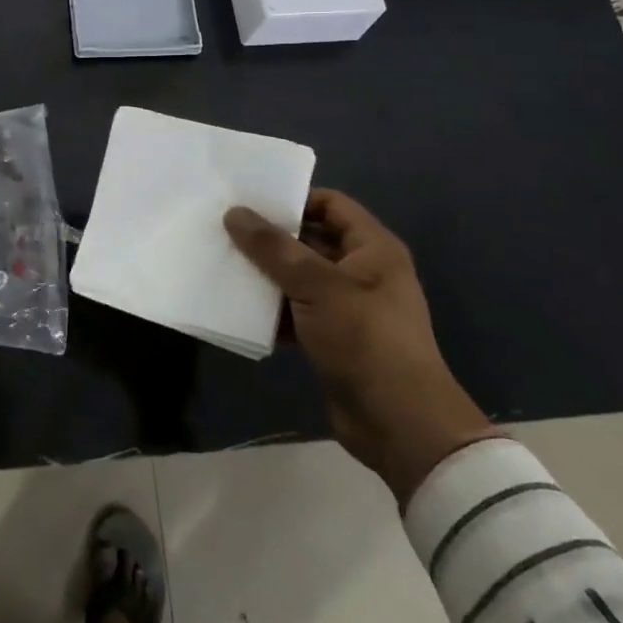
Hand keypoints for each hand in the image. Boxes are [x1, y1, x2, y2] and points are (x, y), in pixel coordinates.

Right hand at [224, 190, 500, 503]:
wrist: (399, 423)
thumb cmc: (365, 339)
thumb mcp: (317, 286)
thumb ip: (274, 248)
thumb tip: (235, 213)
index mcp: (372, 248)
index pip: (330, 204)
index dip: (293, 199)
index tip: (250, 203)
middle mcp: (362, 270)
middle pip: (310, 240)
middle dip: (270, 238)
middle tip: (224, 231)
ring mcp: (347, 306)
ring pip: (299, 277)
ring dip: (266, 275)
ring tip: (223, 264)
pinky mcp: (332, 337)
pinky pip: (296, 311)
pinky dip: (272, 310)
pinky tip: (238, 308)